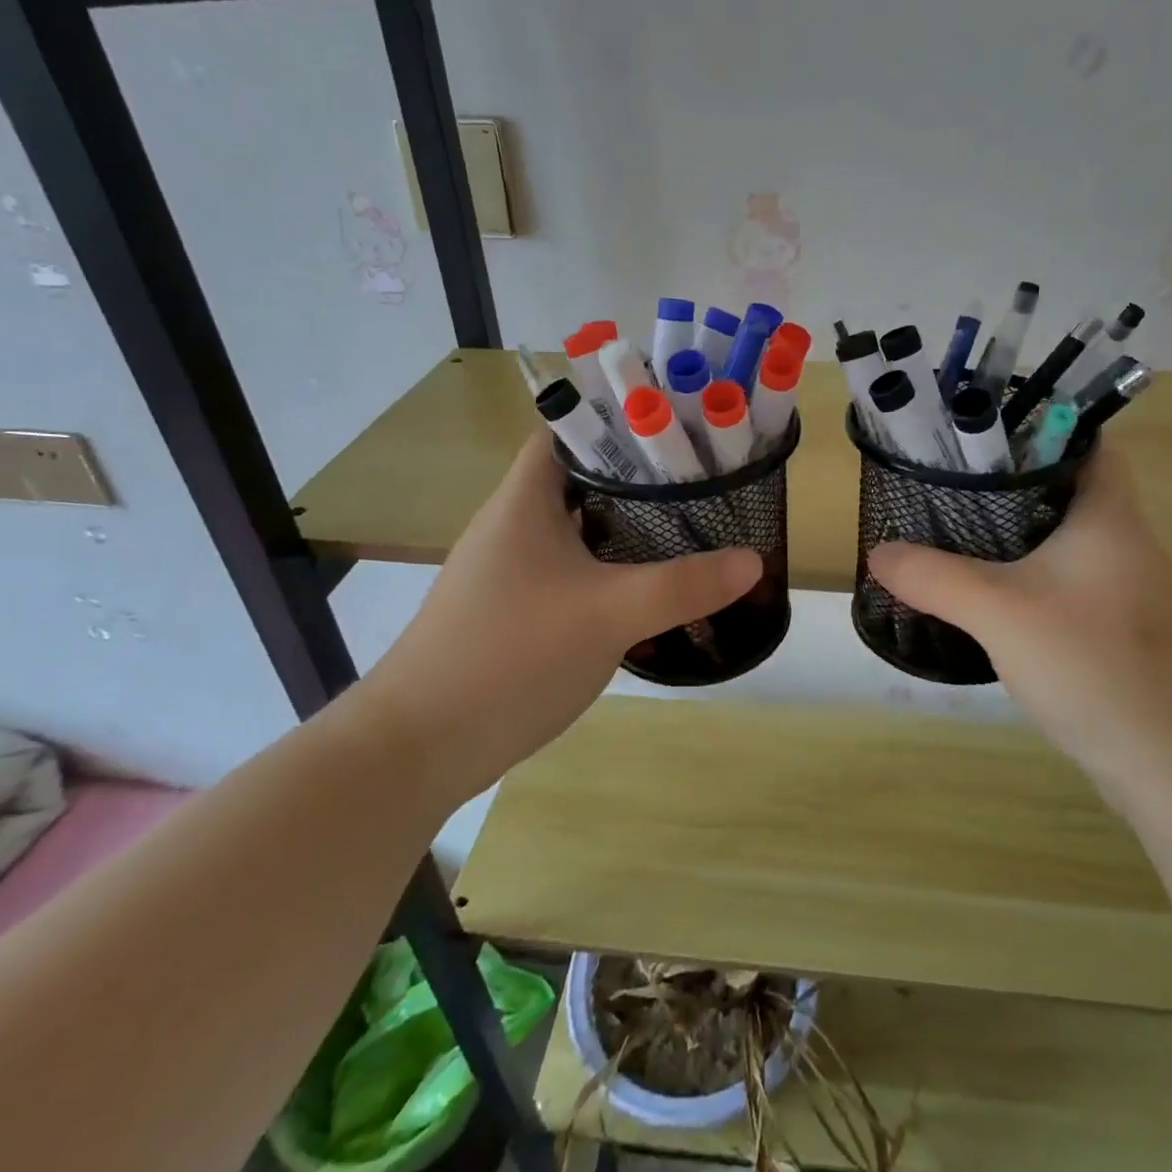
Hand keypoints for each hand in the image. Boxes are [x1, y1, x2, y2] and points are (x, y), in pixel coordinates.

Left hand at [363, 433, 760, 791]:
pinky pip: (571, 576)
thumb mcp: (608, 614)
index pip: (568, 432)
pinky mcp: (513, 614)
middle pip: (581, 482)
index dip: (619, 424)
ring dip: (626, 533)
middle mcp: (512, 527)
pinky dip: (609, 575)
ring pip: (578, 534)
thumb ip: (683, 585)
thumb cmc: (510, 657)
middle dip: (639, 482)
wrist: (418, 747)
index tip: (677, 433)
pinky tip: (646, 596)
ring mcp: (510, 574)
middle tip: (700, 486)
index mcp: (524, 502)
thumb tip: (753, 560)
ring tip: (688, 533)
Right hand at [867, 447, 1171, 778]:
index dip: (1034, 430)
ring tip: (955, 537)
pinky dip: (1028, 583)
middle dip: (1008, 487)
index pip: (1083, 442)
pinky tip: (991, 603)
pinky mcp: (1120, 634)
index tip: (977, 438)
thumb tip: (878, 552)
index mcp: (1107, 516)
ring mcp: (1126, 592)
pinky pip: (1066, 588)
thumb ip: (934, 577)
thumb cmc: (1096, 664)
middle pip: (1065, 492)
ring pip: (1063, 544)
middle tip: (947, 488)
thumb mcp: (999, 612)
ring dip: (1016, 539)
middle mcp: (1124, 544)